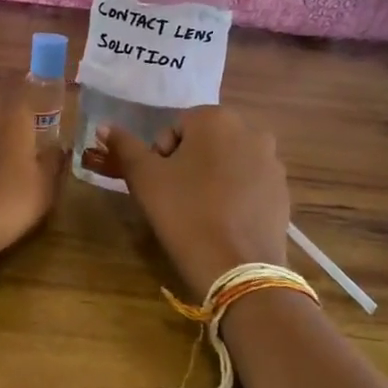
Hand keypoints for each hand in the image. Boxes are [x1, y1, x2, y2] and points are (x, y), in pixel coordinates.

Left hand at [0, 76, 64, 260]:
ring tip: (10, 147)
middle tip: (28, 123)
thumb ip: (53, 162)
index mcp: (10, 113)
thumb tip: (58, 147)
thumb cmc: (8, 200)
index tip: (40, 91)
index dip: (27, 82)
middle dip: (10, 105)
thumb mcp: (44, 186)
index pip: (16, 82)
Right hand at [87, 106, 289, 300]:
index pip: (176, 127)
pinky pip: (249, 183)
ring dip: (212, 177)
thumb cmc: (184, 213)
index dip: (161, 155)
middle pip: (205, 141)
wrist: (237, 268)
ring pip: (228, 161)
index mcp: (216, 119)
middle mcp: (251, 131)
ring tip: (200, 211)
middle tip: (176, 197)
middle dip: (188, 163)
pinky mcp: (283, 191)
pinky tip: (224, 221)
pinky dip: (235, 195)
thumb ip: (124, 146)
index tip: (159, 184)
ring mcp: (272, 162)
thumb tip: (104, 126)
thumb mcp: (144, 178)